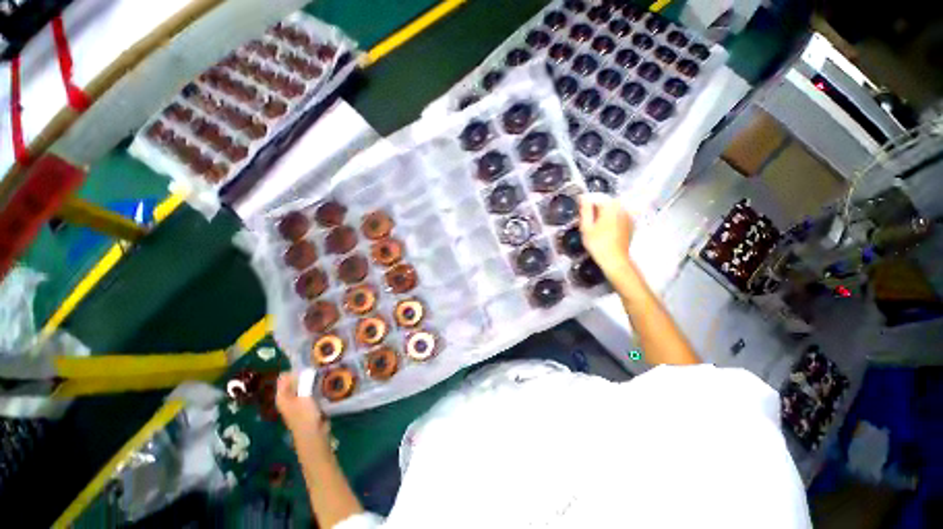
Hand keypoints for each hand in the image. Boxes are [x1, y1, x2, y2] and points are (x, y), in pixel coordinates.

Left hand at [276, 372, 329, 442]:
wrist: (313, 435)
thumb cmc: (305, 416)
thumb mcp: (304, 397)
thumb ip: (304, 382)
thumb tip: (307, 368)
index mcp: (282, 396)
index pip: (284, 377)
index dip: (294, 370)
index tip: (308, 364)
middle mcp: (288, 398)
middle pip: (294, 380)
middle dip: (305, 373)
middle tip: (317, 367)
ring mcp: (298, 401)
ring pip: (303, 385)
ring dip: (311, 380)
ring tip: (322, 372)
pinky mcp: (308, 404)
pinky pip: (310, 390)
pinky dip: (315, 386)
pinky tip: (324, 382)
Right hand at [579, 194, 634, 276]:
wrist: (615, 259)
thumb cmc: (597, 244)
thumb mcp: (586, 227)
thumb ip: (585, 211)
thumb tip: (583, 198)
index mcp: (610, 207)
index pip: (597, 197)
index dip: (587, 202)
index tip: (580, 210)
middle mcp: (622, 208)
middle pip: (606, 202)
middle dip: (596, 207)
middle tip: (587, 219)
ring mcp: (628, 216)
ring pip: (613, 208)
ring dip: (604, 212)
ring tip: (595, 224)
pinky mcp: (630, 224)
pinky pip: (619, 215)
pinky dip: (611, 218)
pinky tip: (605, 228)